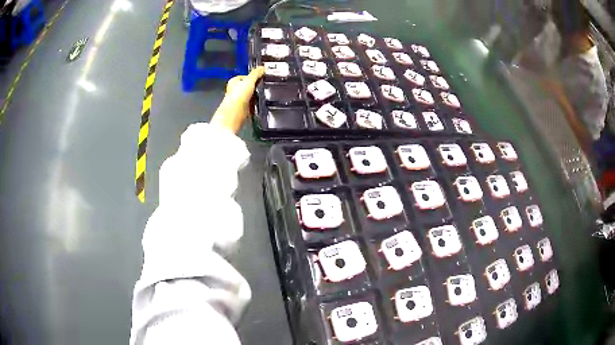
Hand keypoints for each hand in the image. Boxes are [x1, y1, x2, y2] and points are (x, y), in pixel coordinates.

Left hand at [211, 66, 264, 133]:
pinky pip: (252, 104)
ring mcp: (238, 100)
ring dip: (256, 96)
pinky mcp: (242, 109)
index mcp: (233, 82)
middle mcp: (235, 90)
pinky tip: (260, 103)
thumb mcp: (249, 81)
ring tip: (264, 95)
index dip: (253, 76)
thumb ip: (256, 74)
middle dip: (256, 86)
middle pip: (248, 86)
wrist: (234, 114)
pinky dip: (256, 104)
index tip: (262, 77)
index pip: (245, 76)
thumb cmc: (238, 97)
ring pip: (250, 95)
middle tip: (265, 85)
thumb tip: (262, 67)